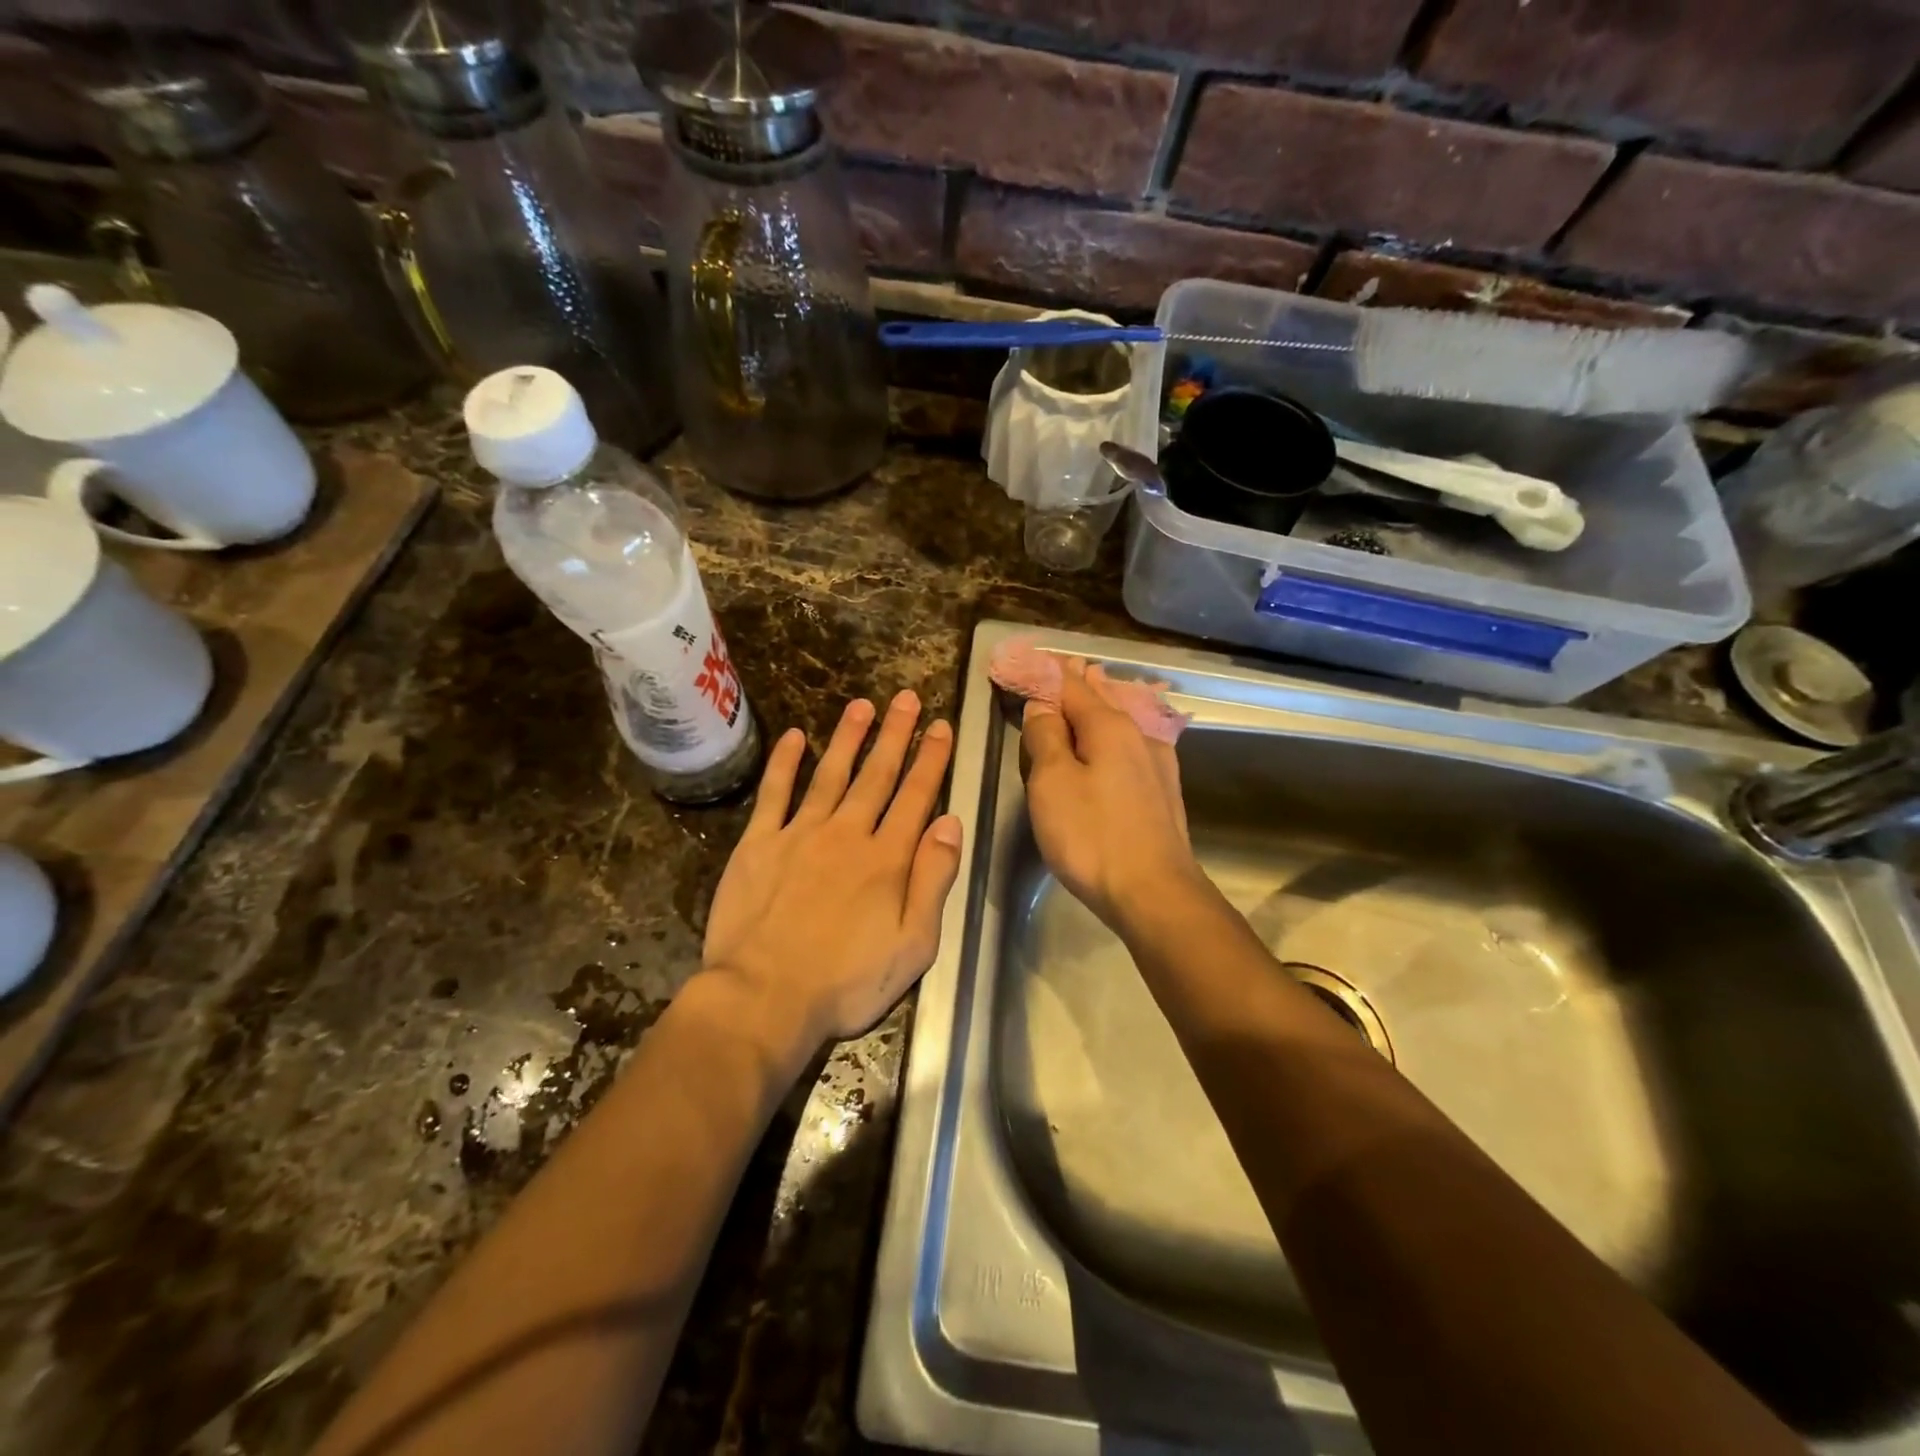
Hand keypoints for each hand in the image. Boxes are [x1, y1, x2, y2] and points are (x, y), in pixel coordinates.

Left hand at [701, 691, 964, 1048]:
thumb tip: (950, 823)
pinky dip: (784, 763)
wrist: (763, 998)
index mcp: (886, 859)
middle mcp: (847, 834)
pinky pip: (774, 794)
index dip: (931, 759)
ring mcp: (799, 835)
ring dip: (848, 737)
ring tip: (862, 705)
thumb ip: (933, 880)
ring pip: (830, 774)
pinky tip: (794, 737)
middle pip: (877, 775)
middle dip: (896, 735)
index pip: (916, 796)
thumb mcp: (913, 945)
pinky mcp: (758, 845)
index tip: (941, 727)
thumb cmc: (846, 982)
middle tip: (907, 698)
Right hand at [1022, 659, 1197, 928]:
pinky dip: (1115, 733)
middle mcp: (1139, 735)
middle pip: (1101, 699)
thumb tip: (1042, 706)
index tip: (1026, 660)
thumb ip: (1045, 738)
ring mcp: (1157, 764)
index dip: (1044, 672)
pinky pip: (1132, 746)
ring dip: (1101, 705)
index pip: (1070, 685)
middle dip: (1078, 682)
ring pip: (1122, 722)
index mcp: (1109, 727)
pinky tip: (1117, 737)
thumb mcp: (1052, 783)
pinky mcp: (1163, 792)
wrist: (1154, 893)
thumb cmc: (1092, 836)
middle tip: (1060, 666)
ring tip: (1091, 686)